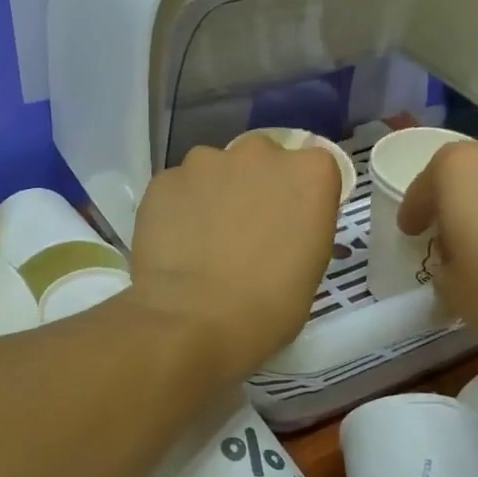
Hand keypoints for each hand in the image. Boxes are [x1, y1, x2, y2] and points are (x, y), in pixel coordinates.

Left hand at [128, 137, 340, 379]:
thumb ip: (300, 228)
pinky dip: (179, 209)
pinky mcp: (164, 179)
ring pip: (214, 171)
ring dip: (214, 195)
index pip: (313, 170)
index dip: (300, 199)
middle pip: (262, 160)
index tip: (289, 228)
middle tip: (245, 232)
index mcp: (309, 173)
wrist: (192, 323)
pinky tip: (175, 246)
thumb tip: (279, 227)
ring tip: (203, 242)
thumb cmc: (267, 309)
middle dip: (255, 187)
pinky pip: (178, 189)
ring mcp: (206, 161)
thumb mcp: (309, 270)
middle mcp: (260, 153)